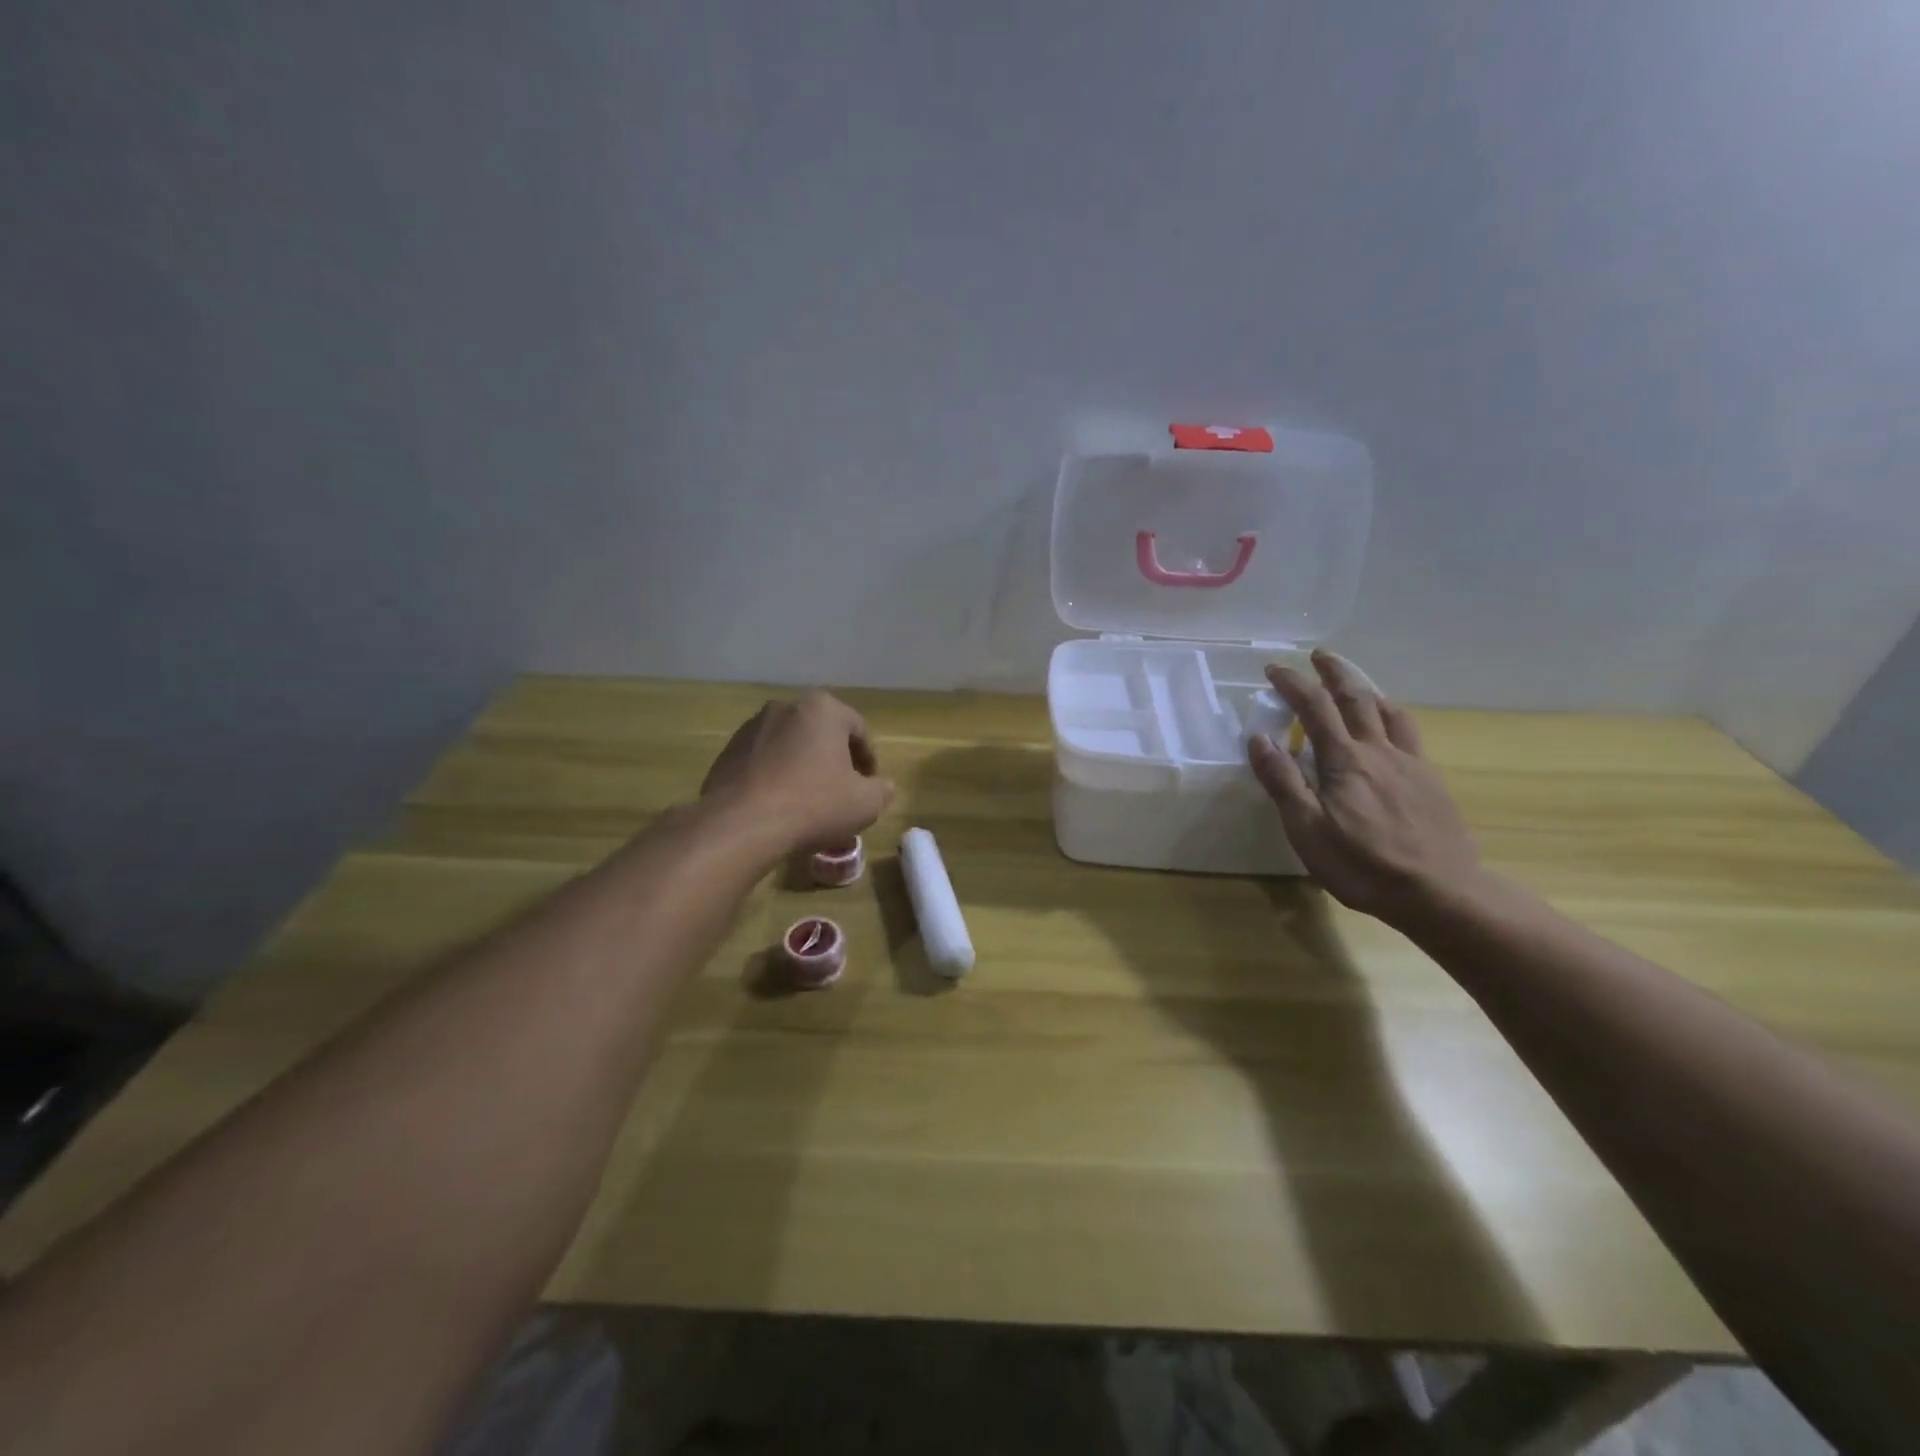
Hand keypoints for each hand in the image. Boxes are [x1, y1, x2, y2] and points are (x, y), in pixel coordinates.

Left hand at [701, 691, 895, 853]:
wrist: (742, 824)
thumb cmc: (814, 804)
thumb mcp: (865, 803)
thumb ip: (882, 790)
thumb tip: (882, 786)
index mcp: (823, 709)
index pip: (857, 729)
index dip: (868, 759)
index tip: (869, 785)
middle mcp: (785, 707)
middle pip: (821, 733)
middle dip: (833, 759)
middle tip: (841, 790)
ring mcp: (751, 728)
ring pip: (790, 746)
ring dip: (802, 766)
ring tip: (808, 801)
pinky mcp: (727, 751)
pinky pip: (763, 761)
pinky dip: (775, 776)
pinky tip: (779, 805)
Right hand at [1246, 651, 1481, 926]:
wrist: (1441, 892)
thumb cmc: (1362, 864)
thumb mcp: (1307, 829)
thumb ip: (1283, 781)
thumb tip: (1259, 738)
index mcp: (1344, 760)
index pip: (1314, 707)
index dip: (1293, 683)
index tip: (1274, 668)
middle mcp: (1378, 750)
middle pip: (1356, 697)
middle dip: (1334, 672)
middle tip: (1319, 656)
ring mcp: (1410, 763)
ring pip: (1388, 711)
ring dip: (1366, 689)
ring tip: (1355, 682)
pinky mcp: (1430, 781)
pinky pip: (1409, 733)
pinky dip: (1393, 715)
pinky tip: (1391, 726)